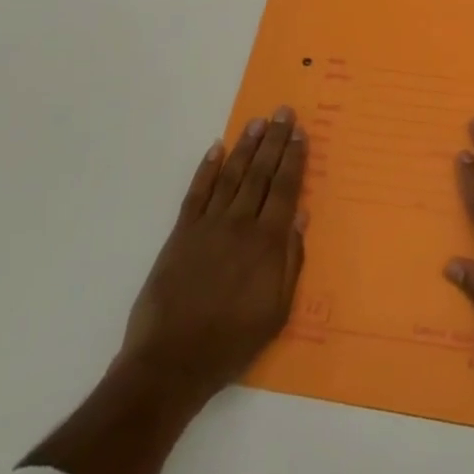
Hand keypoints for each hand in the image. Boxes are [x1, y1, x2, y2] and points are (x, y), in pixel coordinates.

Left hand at [119, 108, 307, 405]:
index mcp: (267, 242)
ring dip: (246, 146)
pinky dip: (206, 169)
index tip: (300, 132)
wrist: (171, 361)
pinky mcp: (181, 234)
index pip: (285, 188)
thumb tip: (302, 216)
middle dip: (274, 140)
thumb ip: (291, 261)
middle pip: (261, 173)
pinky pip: (196, 193)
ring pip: (231, 175)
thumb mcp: (277, 311)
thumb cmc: (232, 341)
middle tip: (283, 112)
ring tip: (257, 122)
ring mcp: (208, 226)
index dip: (294, 158)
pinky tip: (216, 149)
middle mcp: (240, 224)